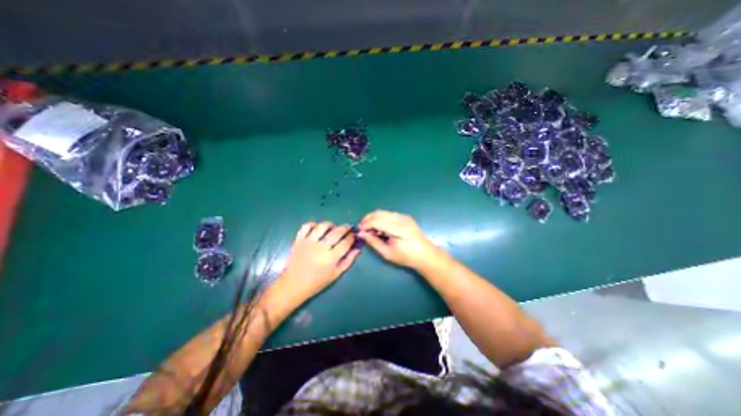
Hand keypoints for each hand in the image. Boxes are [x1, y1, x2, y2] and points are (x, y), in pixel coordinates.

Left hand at [276, 222, 361, 303]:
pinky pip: (307, 226)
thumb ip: (349, 260)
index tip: (354, 235)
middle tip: (347, 228)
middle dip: (345, 228)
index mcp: (331, 258)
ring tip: (333, 228)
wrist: (293, 285)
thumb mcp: (336, 274)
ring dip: (331, 225)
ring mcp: (309, 242)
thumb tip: (358, 247)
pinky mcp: (299, 239)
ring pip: (323, 226)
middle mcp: (321, 247)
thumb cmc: (317, 282)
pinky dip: (313, 224)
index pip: (346, 242)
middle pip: (337, 231)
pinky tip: (317, 229)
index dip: (352, 236)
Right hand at [359, 211, 444, 269]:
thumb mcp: (387, 253)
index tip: (359, 231)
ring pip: (383, 212)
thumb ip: (373, 242)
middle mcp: (400, 219)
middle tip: (362, 228)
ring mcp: (404, 216)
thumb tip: (362, 233)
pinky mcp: (405, 217)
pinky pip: (389, 214)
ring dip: (374, 218)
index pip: (376, 221)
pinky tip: (380, 227)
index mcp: (397, 228)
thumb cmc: (406, 257)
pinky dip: (381, 218)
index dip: (365, 224)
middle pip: (379, 213)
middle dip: (367, 219)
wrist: (426, 254)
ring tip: (370, 228)